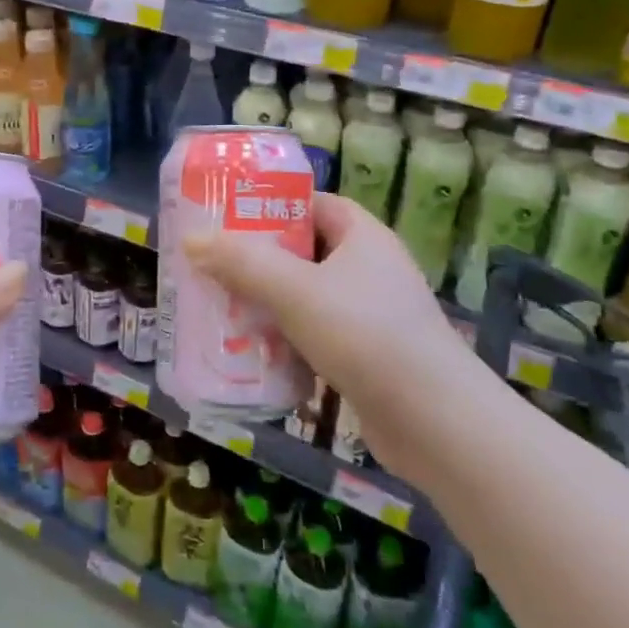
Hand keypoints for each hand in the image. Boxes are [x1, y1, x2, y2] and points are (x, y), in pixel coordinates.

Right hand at [184, 193, 491, 485]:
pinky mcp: (365, 355)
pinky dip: (284, 339)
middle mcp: (369, 268)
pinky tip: (250, 352)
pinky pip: (313, 334)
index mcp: (362, 236)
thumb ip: (242, 263)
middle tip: (212, 264)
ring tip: (220, 306)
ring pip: (305, 295)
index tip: (227, 215)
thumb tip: (191, 240)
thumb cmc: (367, 336)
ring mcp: (369, 314)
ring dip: (266, 301)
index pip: (312, 203)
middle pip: (302, 250)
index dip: (271, 203)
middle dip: (257, 258)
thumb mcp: (296, 291)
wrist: (437, 424)